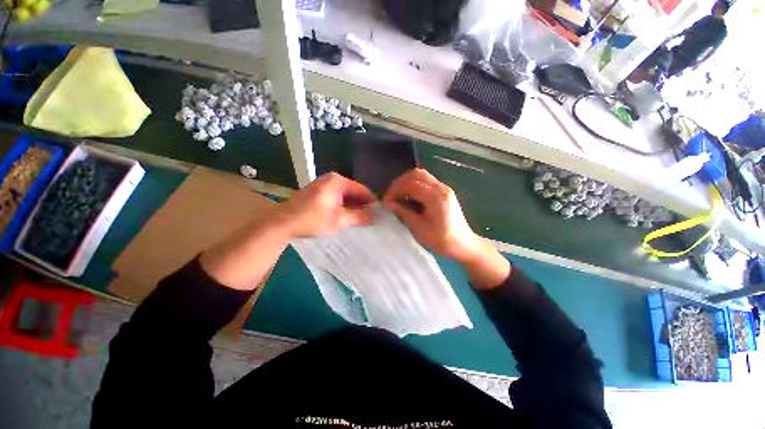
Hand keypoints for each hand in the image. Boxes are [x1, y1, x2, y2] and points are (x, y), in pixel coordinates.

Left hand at [277, 172, 375, 237]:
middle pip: (354, 192)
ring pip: (345, 196)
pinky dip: (343, 207)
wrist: (282, 223)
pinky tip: (346, 218)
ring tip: (361, 221)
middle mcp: (331, 179)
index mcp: (338, 181)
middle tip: (370, 219)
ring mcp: (323, 185)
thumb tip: (376, 216)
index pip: (362, 190)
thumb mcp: (339, 220)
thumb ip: (360, 217)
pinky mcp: (318, 193)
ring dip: (352, 208)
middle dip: (362, 205)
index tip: (379, 215)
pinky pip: (337, 199)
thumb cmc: (312, 219)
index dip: (371, 202)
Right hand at [383, 168, 481, 262]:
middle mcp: (441, 188)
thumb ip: (403, 213)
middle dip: (400, 183)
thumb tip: (387, 204)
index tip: (386, 201)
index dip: (395, 190)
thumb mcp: (419, 229)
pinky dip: (414, 185)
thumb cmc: (442, 240)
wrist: (463, 244)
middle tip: (391, 196)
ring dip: (406, 182)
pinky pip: (426, 181)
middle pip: (416, 174)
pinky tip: (409, 196)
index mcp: (436, 197)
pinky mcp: (444, 191)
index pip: (411, 184)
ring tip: (398, 196)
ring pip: (421, 175)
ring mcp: (444, 188)